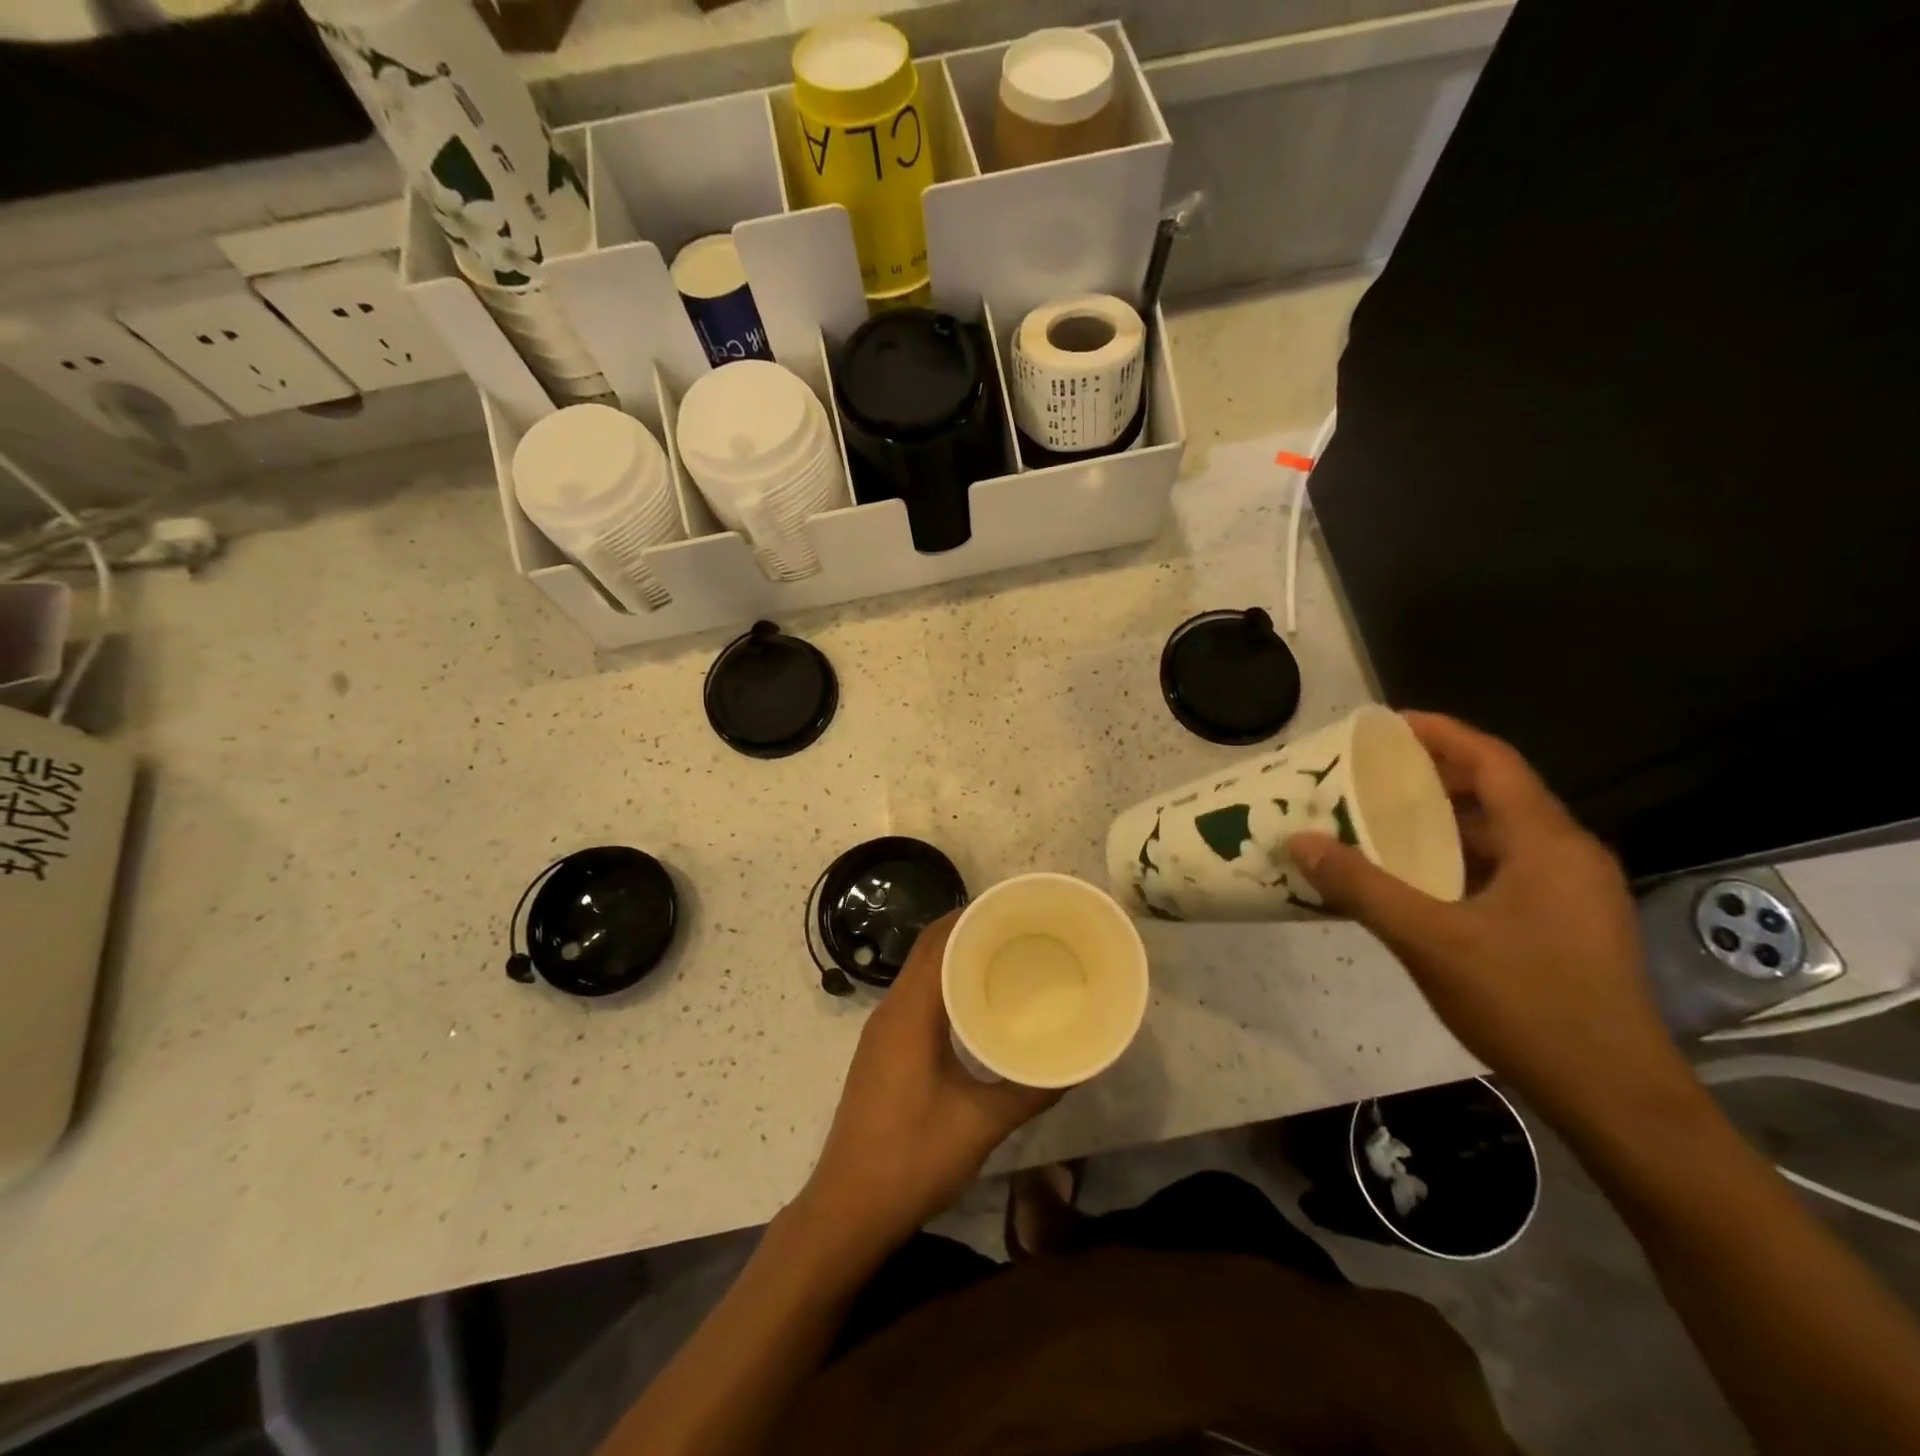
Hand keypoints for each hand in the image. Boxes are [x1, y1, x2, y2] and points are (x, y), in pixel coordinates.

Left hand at [794, 913, 1059, 1251]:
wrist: (848, 1208)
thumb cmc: (913, 1157)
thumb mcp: (981, 1124)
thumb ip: (1030, 1092)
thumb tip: (1075, 1067)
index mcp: (910, 1012)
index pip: (938, 941)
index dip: (973, 917)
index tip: (1014, 909)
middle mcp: (891, 1010)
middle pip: (927, 949)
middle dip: (968, 931)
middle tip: (1019, 930)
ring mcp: (882, 1031)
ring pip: (919, 973)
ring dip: (954, 958)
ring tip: (1004, 958)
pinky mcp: (882, 1050)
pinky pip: (914, 998)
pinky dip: (943, 986)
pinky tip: (974, 1005)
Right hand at [1287, 712, 1685, 1122]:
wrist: (1614, 1097)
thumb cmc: (1527, 1004)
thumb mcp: (1429, 940)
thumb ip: (1362, 886)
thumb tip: (1300, 840)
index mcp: (1546, 843)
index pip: (1493, 761)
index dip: (1440, 733)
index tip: (1385, 724)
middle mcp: (1566, 854)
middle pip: (1495, 792)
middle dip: (1431, 775)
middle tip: (1367, 771)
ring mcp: (1570, 892)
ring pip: (1498, 834)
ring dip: (1440, 820)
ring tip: (1378, 817)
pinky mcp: (1564, 923)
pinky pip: (1502, 868)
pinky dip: (1454, 858)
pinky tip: (1412, 877)